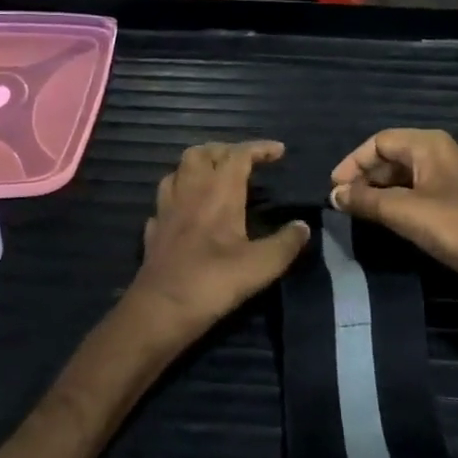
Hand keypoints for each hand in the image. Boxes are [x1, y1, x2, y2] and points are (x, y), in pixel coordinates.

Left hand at [127, 140, 310, 346]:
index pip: (238, 155)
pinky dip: (179, 197)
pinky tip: (187, 211)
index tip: (278, 151)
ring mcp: (166, 210)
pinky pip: (165, 201)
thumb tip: (303, 227)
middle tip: (245, 162)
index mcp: (218, 192)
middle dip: (225, 150)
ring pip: (177, 171)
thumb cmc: (214, 281)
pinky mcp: (154, 230)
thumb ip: (286, 243)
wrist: (162, 309)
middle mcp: (190, 191)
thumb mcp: (263, 265)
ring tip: (215, 178)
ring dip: (197, 167)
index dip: (259, 148)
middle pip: (201, 153)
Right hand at [329, 130, 457, 297]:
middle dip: (365, 176)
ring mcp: (453, 177)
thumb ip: (365, 200)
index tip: (334, 189)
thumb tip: (334, 195)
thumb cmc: (454, 227)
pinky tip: (387, 220)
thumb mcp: (403, 211)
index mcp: (431, 144)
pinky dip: (398, 201)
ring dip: (380, 190)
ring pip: (406, 175)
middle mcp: (443, 153)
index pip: (380, 141)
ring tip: (360, 212)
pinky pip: (420, 191)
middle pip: (393, 155)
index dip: (353, 162)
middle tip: (344, 202)